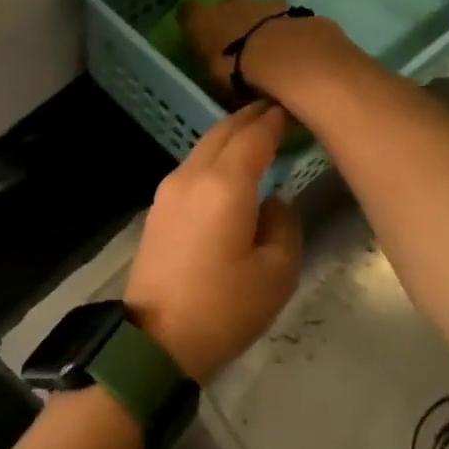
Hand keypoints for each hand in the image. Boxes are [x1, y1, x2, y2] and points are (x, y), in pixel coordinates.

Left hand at [123, 102, 303, 382]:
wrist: (156, 340)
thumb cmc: (223, 308)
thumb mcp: (276, 272)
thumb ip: (283, 224)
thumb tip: (270, 201)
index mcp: (224, 186)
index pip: (253, 136)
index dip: (274, 120)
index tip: (292, 108)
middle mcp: (191, 177)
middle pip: (222, 133)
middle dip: (249, 118)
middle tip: (275, 111)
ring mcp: (168, 191)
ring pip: (202, 148)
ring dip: (229, 137)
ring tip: (255, 136)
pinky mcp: (157, 209)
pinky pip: (190, 169)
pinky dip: (213, 158)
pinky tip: (228, 169)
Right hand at [180, 0, 349, 105]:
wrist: (282, 55)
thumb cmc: (235, 69)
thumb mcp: (213, 77)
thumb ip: (212, 65)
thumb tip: (215, 67)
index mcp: (202, 19)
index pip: (189, 10)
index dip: (193, 17)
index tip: (198, 29)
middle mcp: (229, 3)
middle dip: (233, 11)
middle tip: (238, 33)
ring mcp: (261, 1)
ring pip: (257, 3)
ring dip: (261, 16)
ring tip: (268, 40)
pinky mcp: (289, 7)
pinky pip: (282, 13)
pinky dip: (283, 25)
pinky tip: (289, 41)